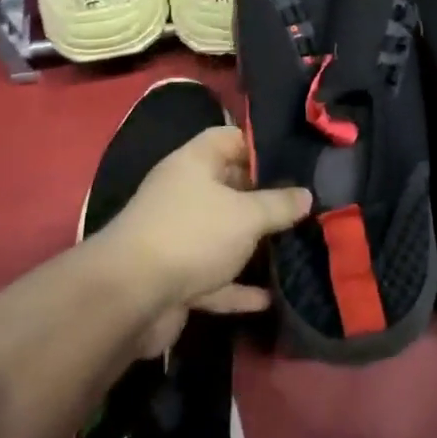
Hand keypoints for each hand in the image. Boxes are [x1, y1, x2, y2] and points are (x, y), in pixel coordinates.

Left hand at [97, 126, 311, 354]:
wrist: (130, 298)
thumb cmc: (192, 234)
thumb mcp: (246, 215)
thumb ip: (279, 204)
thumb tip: (306, 195)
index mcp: (194, 163)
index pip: (229, 139)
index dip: (260, 145)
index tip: (295, 158)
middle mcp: (183, 194)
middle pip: (228, 187)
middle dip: (263, 197)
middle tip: (305, 203)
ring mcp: (178, 236)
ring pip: (223, 234)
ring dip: (252, 245)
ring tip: (294, 246)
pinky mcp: (175, 277)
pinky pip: (214, 277)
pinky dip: (237, 288)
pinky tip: (268, 298)